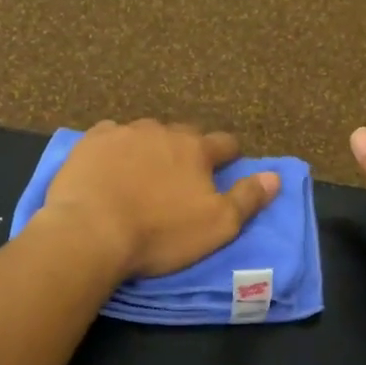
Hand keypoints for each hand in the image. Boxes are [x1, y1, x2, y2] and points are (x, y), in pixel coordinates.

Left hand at [40, 120, 279, 278]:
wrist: (90, 231)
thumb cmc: (160, 233)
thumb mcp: (217, 225)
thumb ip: (248, 198)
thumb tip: (275, 176)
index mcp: (196, 149)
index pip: (225, 143)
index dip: (230, 155)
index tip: (227, 167)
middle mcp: (162, 131)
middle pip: (184, 134)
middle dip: (188, 149)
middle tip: (182, 175)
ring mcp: (124, 133)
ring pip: (146, 133)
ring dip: (151, 147)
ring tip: (144, 172)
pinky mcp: (91, 142)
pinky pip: (110, 136)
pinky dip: (116, 147)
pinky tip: (110, 164)